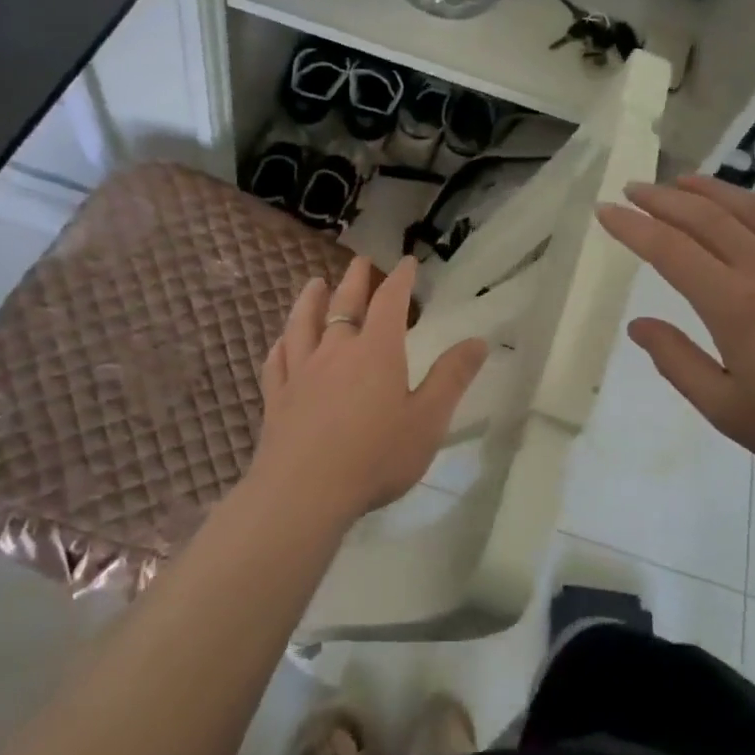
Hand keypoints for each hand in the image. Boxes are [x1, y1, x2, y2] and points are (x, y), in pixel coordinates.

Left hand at [248, 256, 488, 531]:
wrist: (303, 493)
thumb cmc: (375, 457)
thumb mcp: (428, 420)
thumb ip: (451, 378)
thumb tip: (478, 340)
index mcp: (376, 351)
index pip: (390, 301)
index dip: (399, 279)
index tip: (406, 262)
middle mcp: (336, 351)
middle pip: (345, 304)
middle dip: (355, 279)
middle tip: (360, 261)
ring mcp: (300, 372)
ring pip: (303, 324)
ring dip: (311, 300)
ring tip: (315, 284)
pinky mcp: (276, 398)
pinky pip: (276, 361)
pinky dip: (281, 344)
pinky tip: (281, 342)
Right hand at [597, 176, 754, 490]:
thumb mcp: (727, 410)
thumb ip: (677, 362)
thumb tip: (638, 325)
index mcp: (734, 305)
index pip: (669, 251)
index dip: (632, 227)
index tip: (604, 211)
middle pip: (706, 218)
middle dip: (661, 199)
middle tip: (632, 189)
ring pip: (752, 208)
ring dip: (712, 189)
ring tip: (682, 182)